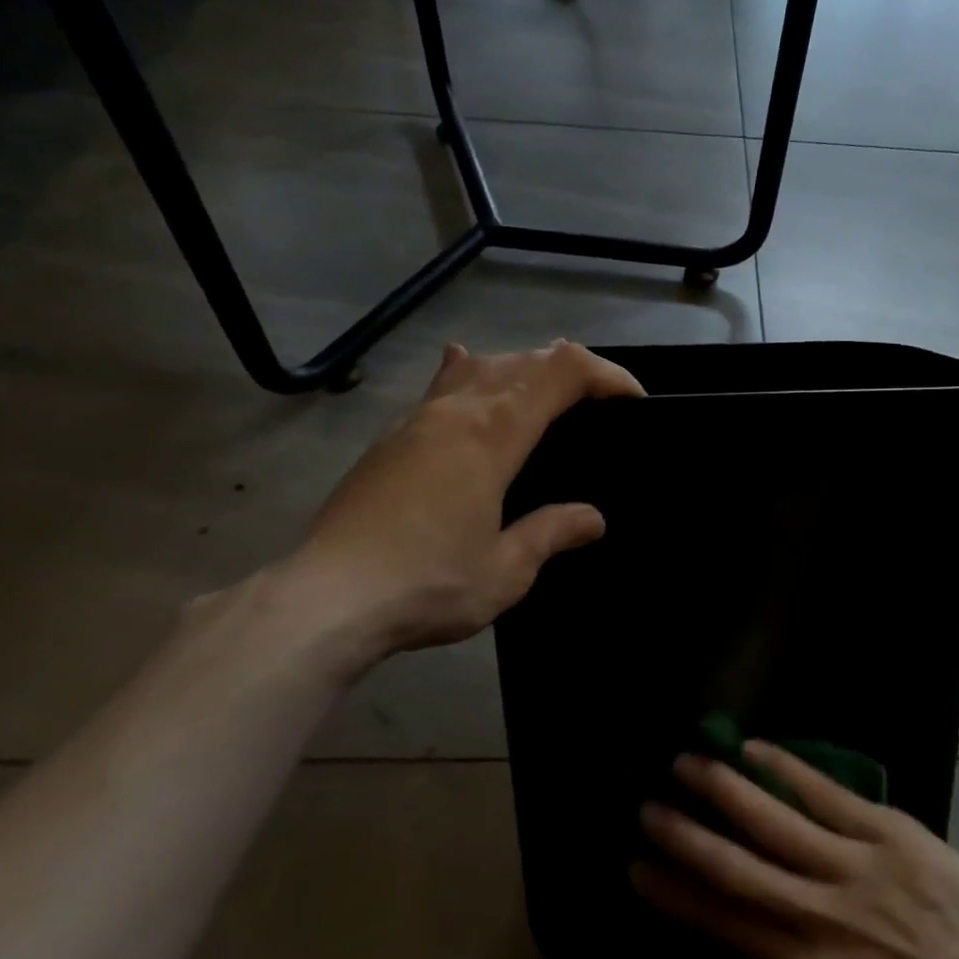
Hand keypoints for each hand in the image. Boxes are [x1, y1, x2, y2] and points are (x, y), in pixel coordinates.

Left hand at [265, 340, 643, 680]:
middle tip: (600, 403)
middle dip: (573, 369)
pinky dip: (470, 372)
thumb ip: (552, 533)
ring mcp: (418, 418)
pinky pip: (441, 385)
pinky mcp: (391, 438)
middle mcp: (458, 410)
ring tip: (545, 390)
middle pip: (526, 359)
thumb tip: (593, 518)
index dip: (606, 374)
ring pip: (481, 364)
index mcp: (493, 433)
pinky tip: (465, 368)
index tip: (634, 401)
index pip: (563, 371)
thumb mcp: (506, 570)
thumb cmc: (426, 584)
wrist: (325, 599)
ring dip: (524, 367)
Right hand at [633, 745, 958, 958]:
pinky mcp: (886, 830)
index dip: (676, 894)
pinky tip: (754, 747)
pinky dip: (785, 767)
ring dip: (725, 788)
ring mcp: (855, 865)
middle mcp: (821, 915)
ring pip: (774, 820)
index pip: (725, 924)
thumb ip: (797, 949)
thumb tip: (752, 906)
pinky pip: (824, 792)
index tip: (637, 867)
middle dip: (687, 835)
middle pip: (739, 867)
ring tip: (687, 762)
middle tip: (646, 805)